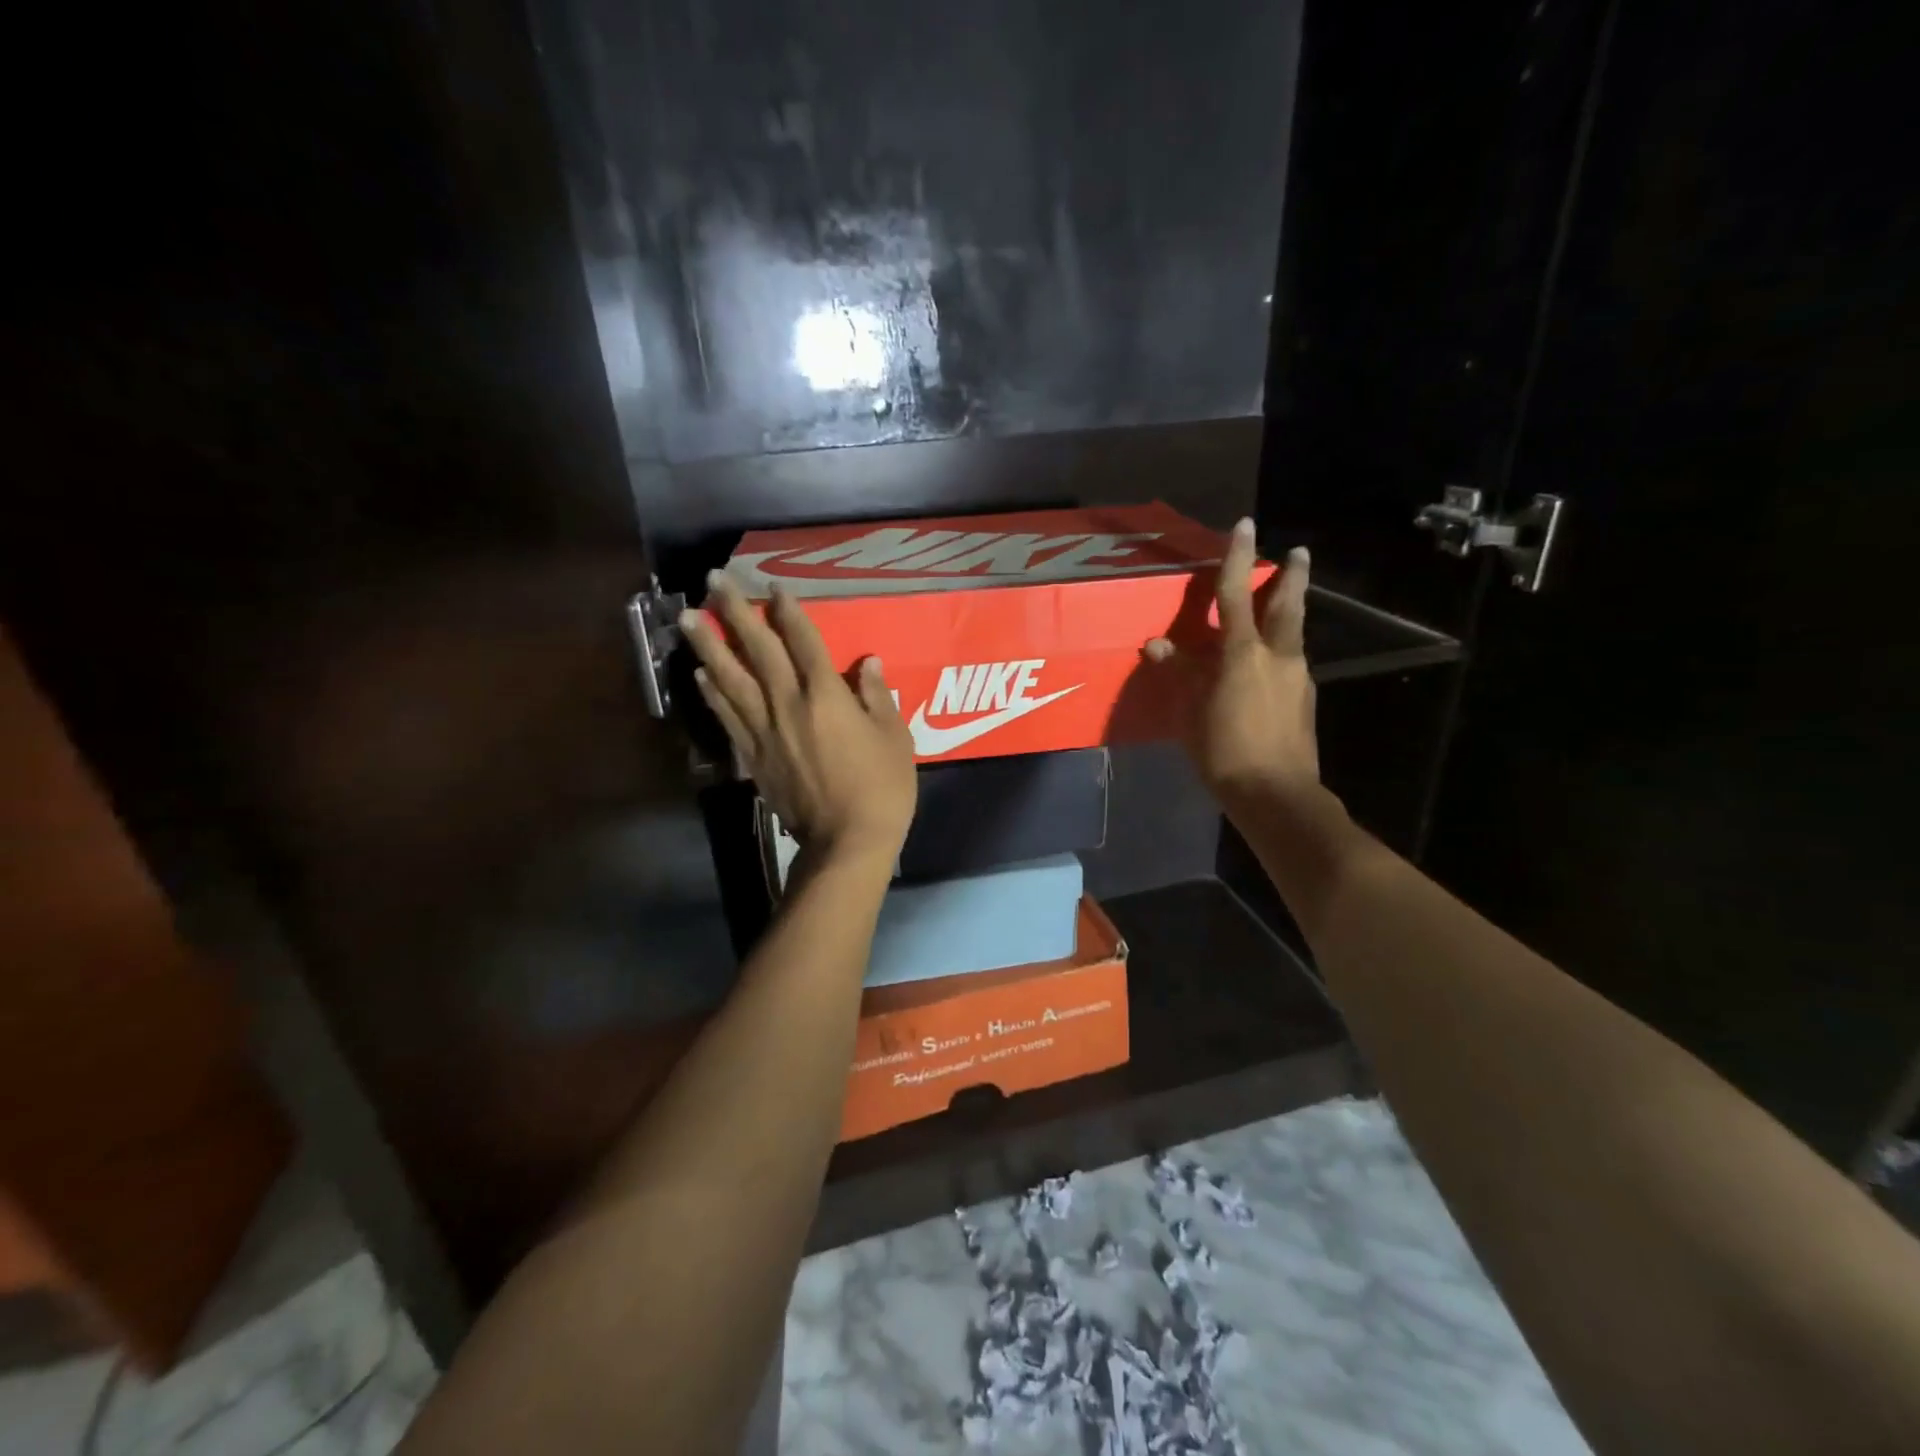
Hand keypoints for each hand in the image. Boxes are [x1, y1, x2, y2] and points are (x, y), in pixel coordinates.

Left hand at [684, 573, 917, 863]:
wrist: (846, 842)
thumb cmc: (882, 788)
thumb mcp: (895, 738)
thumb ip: (877, 697)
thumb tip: (867, 662)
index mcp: (826, 696)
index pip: (803, 642)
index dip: (788, 611)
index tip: (774, 588)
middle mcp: (788, 704)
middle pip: (758, 650)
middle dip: (735, 612)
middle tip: (712, 580)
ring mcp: (764, 731)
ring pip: (731, 679)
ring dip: (709, 646)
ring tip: (687, 618)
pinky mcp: (752, 757)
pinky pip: (727, 717)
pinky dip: (712, 694)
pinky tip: (700, 676)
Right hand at [1144, 518, 1320, 806]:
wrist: (1276, 794)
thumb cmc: (1224, 752)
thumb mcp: (1191, 713)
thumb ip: (1181, 673)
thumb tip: (1158, 644)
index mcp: (1243, 654)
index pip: (1236, 594)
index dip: (1237, 558)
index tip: (1245, 525)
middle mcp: (1278, 656)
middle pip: (1287, 606)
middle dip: (1292, 576)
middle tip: (1298, 553)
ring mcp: (1298, 678)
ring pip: (1294, 634)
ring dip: (1289, 613)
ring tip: (1281, 606)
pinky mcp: (1306, 700)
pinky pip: (1292, 664)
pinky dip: (1282, 652)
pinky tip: (1269, 668)